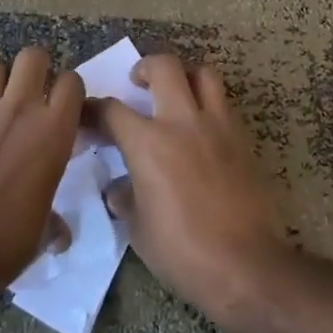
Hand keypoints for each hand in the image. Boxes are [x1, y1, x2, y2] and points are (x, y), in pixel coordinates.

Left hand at [0, 47, 82, 301]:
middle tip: (36, 97)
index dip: (71, 92)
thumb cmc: (2, 244)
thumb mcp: (40, 236)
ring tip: (3, 107)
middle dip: (38, 69)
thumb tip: (60, 232)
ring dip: (3, 81)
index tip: (68, 112)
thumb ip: (53, 223)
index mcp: (53, 133)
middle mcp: (20, 112)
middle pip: (34, 56)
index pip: (72, 83)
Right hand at [89, 55, 289, 329]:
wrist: (246, 265)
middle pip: (164, 67)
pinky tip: (201, 128)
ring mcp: (217, 126)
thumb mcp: (139, 231)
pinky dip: (208, 104)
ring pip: (203, 74)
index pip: (111, 109)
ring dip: (185, 76)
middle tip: (137, 83)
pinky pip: (223, 104)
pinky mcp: (242, 139)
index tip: (87, 115)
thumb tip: (120, 188)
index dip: (93, 109)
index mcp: (148, 143)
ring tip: (176, 94)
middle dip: (145, 67)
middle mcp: (181, 122)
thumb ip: (126, 199)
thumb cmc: (183, 253)